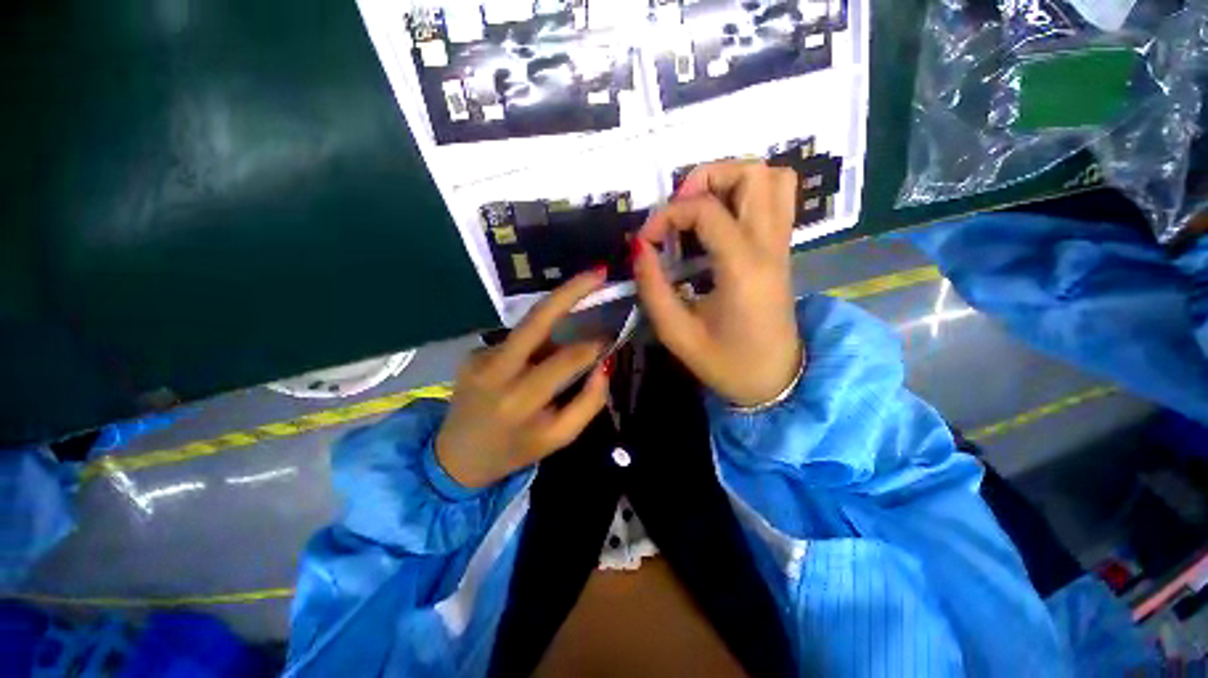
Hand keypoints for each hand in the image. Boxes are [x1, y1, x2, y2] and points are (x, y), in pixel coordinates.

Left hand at [436, 269, 610, 488]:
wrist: (455, 457)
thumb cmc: (515, 449)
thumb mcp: (559, 438)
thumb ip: (589, 402)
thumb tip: (605, 364)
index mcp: (521, 400)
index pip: (566, 359)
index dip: (593, 345)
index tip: (609, 337)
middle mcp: (496, 371)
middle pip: (536, 319)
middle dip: (570, 291)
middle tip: (597, 272)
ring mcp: (479, 357)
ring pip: (528, 327)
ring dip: (555, 320)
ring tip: (573, 322)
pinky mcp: (472, 353)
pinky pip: (516, 339)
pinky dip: (535, 342)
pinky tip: (536, 358)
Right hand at [633, 161, 803, 407]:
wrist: (776, 381)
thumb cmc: (727, 364)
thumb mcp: (678, 334)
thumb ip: (653, 288)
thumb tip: (638, 248)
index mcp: (743, 268)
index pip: (706, 209)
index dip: (667, 215)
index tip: (645, 241)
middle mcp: (769, 246)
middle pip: (752, 173)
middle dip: (706, 178)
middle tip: (678, 209)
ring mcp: (782, 245)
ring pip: (772, 179)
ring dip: (731, 181)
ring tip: (699, 208)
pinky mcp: (782, 250)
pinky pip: (777, 199)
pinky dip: (748, 194)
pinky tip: (721, 219)